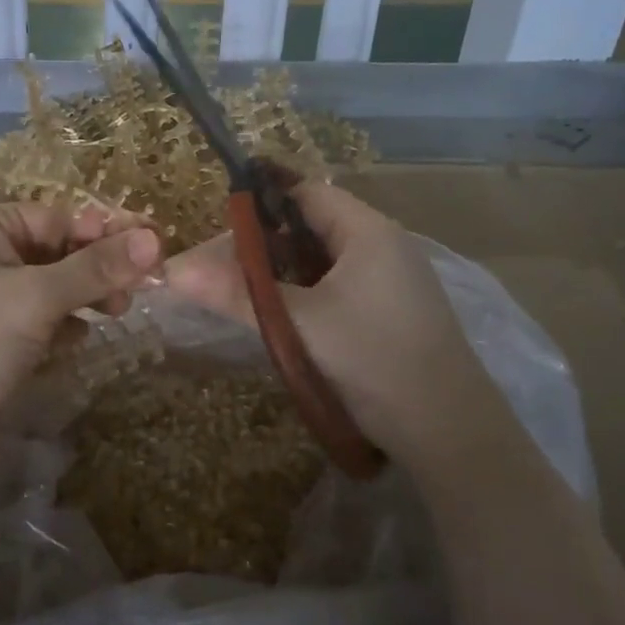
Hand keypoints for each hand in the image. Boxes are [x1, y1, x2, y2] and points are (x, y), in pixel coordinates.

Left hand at [0, 203, 160, 473]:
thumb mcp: (37, 297)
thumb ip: (96, 268)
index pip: (58, 217)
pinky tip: (76, 341)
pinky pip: (44, 320)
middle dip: (98, 268)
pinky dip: (64, 326)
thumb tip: (155, 239)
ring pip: (56, 288)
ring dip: (87, 297)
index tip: (154, 246)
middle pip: (59, 251)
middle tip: (138, 288)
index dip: (105, 231)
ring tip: (115, 313)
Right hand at [167, 182, 509, 476]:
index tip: (221, 228)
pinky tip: (289, 318)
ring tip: (250, 294)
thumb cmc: (374, 361)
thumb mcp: (299, 324)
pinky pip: (342, 284)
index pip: (306, 192)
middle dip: (269, 243)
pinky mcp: (395, 310)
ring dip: (288, 272)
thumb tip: (173, 269)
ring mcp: (394, 279)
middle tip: (226, 269)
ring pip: (326, 258)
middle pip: (315, 224)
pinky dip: (310, 292)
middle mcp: (385, 244)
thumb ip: (236, 293)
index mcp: (368, 231)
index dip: (262, 203)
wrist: (451, 432)